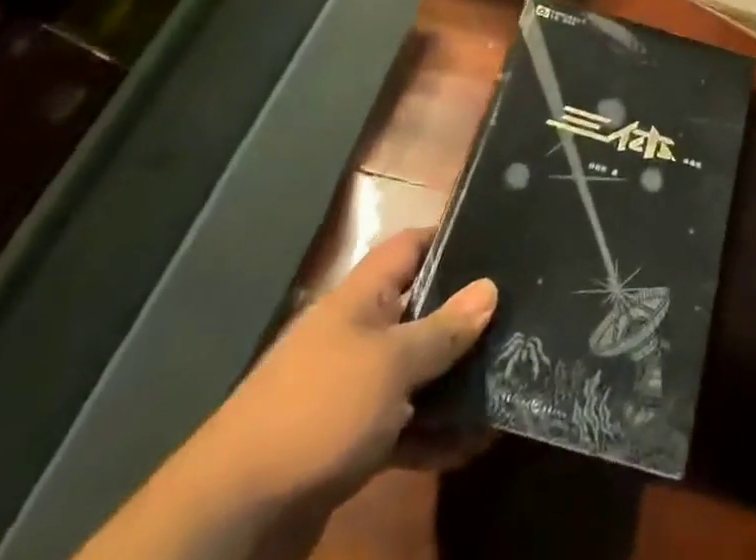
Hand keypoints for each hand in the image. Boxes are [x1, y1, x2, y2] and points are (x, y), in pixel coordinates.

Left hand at [202, 228, 496, 507]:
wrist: (235, 516)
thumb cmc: (320, 409)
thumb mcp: (392, 363)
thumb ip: (444, 328)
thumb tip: (490, 287)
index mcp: (360, 299)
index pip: (411, 247)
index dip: (450, 238)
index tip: (498, 241)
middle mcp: (358, 335)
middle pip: (421, 311)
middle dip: (466, 319)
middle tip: (520, 317)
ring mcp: (353, 390)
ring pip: (417, 373)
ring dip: (457, 383)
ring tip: (509, 383)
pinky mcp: (351, 442)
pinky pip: (405, 427)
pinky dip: (436, 434)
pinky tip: (474, 445)